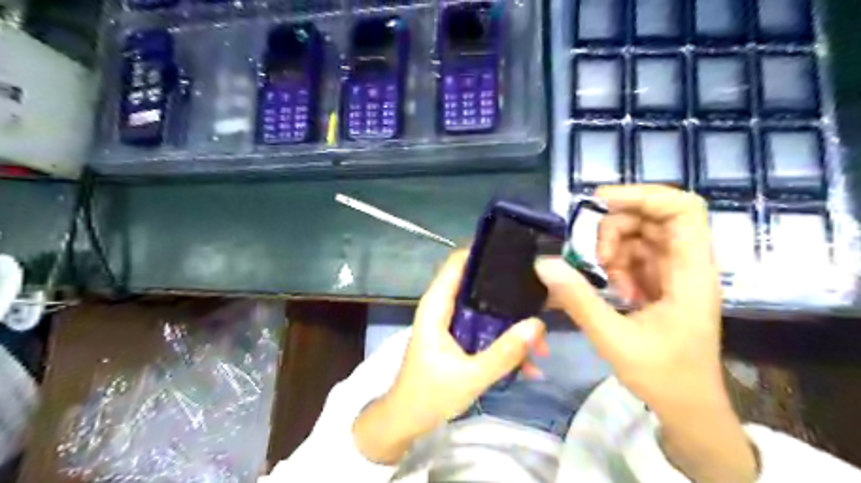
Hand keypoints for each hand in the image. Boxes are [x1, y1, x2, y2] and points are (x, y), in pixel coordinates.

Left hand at [354, 248, 542, 463]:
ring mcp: (453, 324)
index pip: (457, 263)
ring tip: (542, 341)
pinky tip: (529, 362)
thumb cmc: (429, 394)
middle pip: (477, 283)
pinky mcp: (460, 339)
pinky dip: (505, 341)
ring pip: (486, 310)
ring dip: (512, 323)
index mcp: (437, 306)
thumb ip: (504, 352)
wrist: (407, 420)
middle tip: (542, 291)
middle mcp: (444, 308)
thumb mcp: (471, 375)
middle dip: (508, 288)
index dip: (481, 252)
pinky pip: (486, 331)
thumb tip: (538, 325)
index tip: (514, 250)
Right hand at [537, 184, 755, 482]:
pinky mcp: (661, 281)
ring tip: (608, 282)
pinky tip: (614, 290)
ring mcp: (674, 272)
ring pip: (641, 234)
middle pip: (654, 217)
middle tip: (597, 259)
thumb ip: (578, 299)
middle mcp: (687, 264)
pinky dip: (618, 264)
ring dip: (615, 249)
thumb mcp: (614, 338)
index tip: (602, 204)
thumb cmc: (663, 376)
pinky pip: (635, 255)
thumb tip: (543, 263)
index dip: (644, 195)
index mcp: (691, 273)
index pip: (683, 209)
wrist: (688, 407)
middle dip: (618, 228)